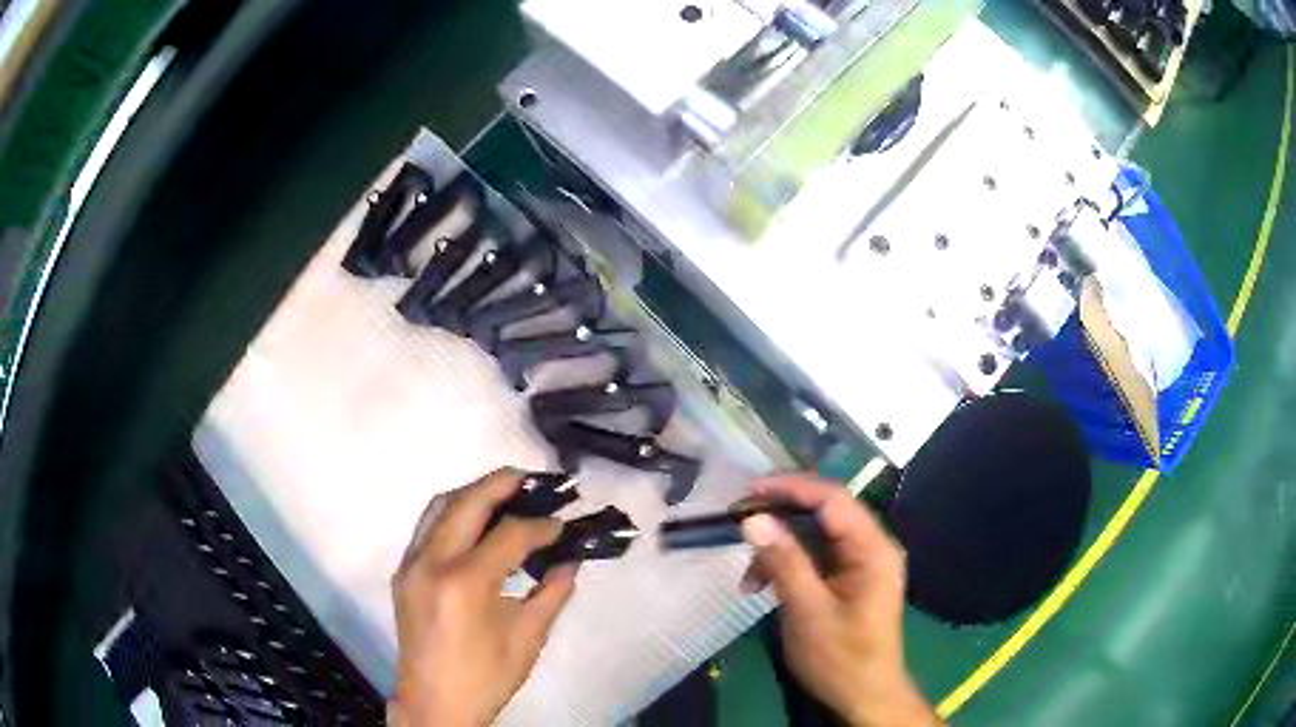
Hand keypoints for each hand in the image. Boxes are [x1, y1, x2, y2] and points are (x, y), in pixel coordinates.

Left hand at [390, 468, 576, 726]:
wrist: (434, 703)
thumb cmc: (486, 676)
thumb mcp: (527, 638)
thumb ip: (552, 594)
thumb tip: (572, 561)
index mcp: (466, 582)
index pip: (509, 535)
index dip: (541, 526)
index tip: (563, 524)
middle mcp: (432, 562)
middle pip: (466, 503)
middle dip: (501, 484)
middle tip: (533, 479)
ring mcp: (411, 564)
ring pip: (439, 507)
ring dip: (472, 493)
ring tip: (504, 493)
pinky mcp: (403, 572)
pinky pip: (426, 527)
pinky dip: (453, 514)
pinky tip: (475, 523)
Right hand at [741, 476, 937, 726]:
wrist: (863, 697)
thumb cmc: (841, 658)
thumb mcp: (808, 611)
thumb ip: (784, 562)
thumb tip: (753, 519)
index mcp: (873, 549)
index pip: (833, 500)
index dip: (791, 489)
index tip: (749, 491)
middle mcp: (870, 547)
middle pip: (823, 514)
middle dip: (779, 521)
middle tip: (740, 526)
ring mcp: (859, 564)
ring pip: (813, 537)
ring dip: (778, 551)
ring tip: (748, 580)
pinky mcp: (847, 580)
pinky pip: (814, 559)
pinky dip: (786, 567)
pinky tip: (761, 587)